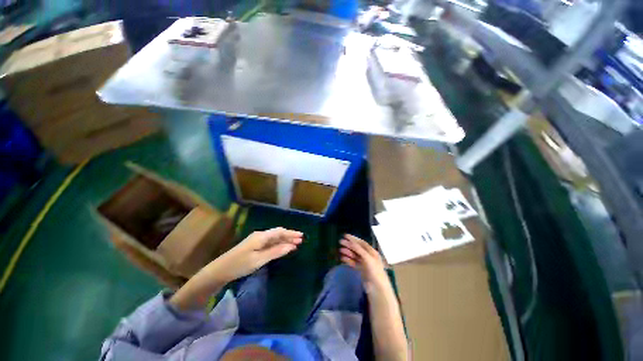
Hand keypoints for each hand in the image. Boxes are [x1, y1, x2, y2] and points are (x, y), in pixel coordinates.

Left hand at [214, 227, 302, 282]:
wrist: (219, 270)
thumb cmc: (239, 265)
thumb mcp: (259, 260)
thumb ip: (275, 252)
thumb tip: (291, 246)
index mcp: (261, 236)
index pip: (280, 232)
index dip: (291, 233)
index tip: (301, 236)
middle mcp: (260, 235)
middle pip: (278, 233)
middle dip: (289, 236)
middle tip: (300, 240)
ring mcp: (257, 241)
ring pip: (274, 238)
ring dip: (285, 240)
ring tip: (295, 244)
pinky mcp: (254, 246)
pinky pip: (270, 243)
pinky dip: (278, 244)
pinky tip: (283, 248)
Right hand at [339, 234, 388, 289]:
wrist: (378, 288)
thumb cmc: (375, 271)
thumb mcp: (368, 258)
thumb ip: (359, 250)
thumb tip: (351, 242)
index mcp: (372, 252)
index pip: (361, 243)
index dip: (353, 238)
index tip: (345, 235)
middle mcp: (368, 256)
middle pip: (357, 248)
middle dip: (349, 245)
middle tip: (340, 242)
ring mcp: (364, 263)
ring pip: (354, 255)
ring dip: (347, 252)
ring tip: (340, 250)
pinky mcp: (361, 270)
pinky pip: (353, 262)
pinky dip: (348, 260)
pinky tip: (342, 258)